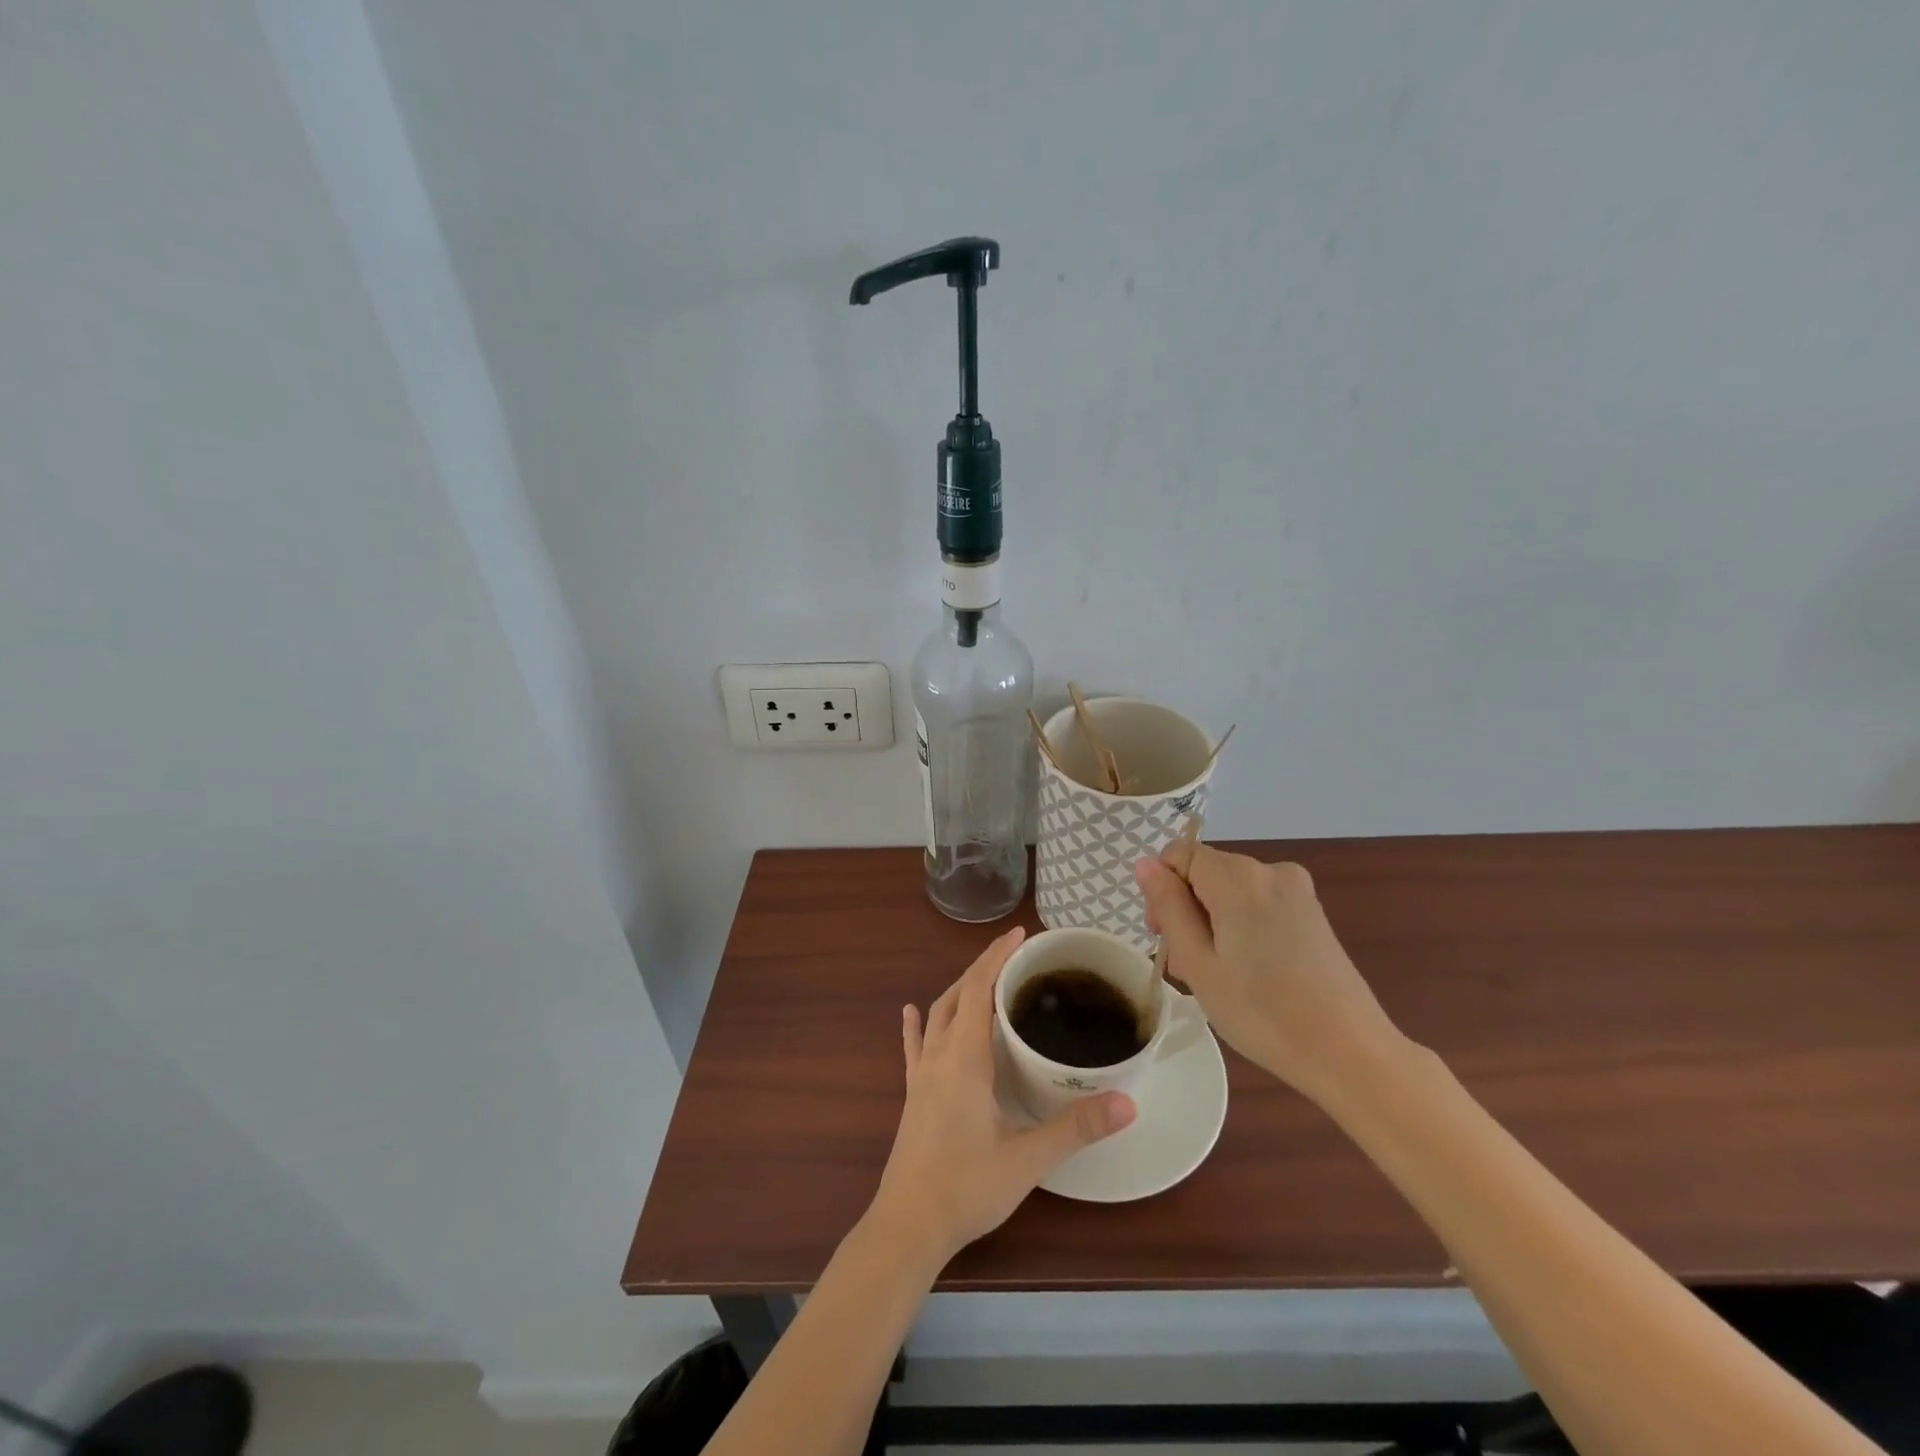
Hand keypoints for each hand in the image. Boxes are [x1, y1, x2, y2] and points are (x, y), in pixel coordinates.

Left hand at [866, 927, 1136, 1268]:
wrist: (908, 1226)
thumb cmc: (967, 1188)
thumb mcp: (1028, 1159)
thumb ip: (1076, 1128)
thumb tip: (1128, 1101)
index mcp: (964, 1058)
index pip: (978, 988)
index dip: (997, 956)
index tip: (1021, 935)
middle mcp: (938, 1055)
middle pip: (957, 993)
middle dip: (983, 967)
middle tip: (1016, 956)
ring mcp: (920, 1074)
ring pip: (937, 1014)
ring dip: (959, 990)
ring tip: (985, 980)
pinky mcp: (912, 1094)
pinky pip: (914, 1046)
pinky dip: (918, 1024)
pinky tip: (911, 1013)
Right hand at [1136, 846, 1402, 1103]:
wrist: (1351, 1054)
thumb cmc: (1262, 1012)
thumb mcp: (1198, 962)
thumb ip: (1168, 906)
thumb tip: (1146, 864)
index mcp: (1238, 876)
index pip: (1179, 855)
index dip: (1161, 890)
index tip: (1164, 936)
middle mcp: (1270, 870)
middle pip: (1205, 874)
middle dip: (1186, 910)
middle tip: (1187, 968)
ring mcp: (1297, 891)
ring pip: (1230, 892)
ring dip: (1212, 924)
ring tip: (1217, 978)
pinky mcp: (1313, 914)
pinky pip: (1257, 905)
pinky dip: (1240, 929)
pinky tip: (1248, 973)